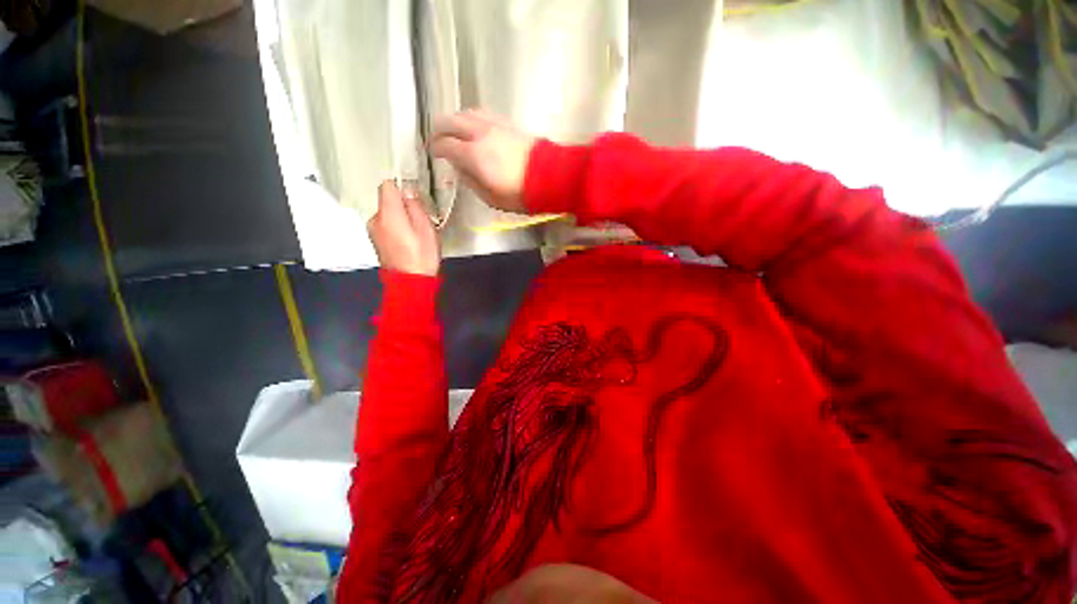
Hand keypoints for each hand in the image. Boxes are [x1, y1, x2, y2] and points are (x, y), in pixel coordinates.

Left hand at [367, 180, 439, 275]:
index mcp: (388, 214)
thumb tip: (408, 191)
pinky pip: (385, 226)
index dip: (401, 187)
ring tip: (415, 234)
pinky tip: (408, 242)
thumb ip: (415, 206)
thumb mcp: (426, 228)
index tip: (414, 196)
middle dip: (403, 205)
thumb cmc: (421, 256)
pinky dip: (395, 228)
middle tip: (421, 220)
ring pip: (387, 214)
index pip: (387, 186)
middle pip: (387, 201)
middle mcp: (375, 219)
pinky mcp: (376, 241)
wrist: (410, 283)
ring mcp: (373, 231)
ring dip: (400, 218)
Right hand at [430, 110, 535, 213]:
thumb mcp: (490, 198)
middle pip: (451, 122)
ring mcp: (494, 125)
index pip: (445, 145)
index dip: (436, 149)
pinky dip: (472, 118)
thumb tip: (460, 169)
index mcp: (473, 154)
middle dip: (439, 130)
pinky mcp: (507, 123)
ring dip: (455, 121)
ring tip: (454, 131)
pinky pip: (482, 114)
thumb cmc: (519, 194)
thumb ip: (470, 181)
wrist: (549, 177)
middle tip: (437, 139)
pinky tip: (474, 126)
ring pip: (466, 113)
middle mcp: (479, 133)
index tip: (433, 154)